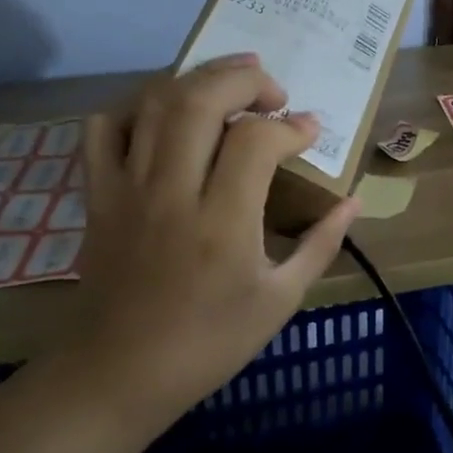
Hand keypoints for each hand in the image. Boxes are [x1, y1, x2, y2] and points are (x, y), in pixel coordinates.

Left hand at [57, 54, 359, 432]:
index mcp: (223, 224)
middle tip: (273, 92)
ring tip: (230, 83)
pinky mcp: (98, 194)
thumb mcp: (279, 301)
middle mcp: (172, 192)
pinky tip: (167, 116)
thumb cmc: (209, 343)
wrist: (120, 373)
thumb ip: (320, 244)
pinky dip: (137, 106)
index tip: (311, 131)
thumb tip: (354, 201)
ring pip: (155, 103)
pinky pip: (104, 128)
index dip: (291, 126)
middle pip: (200, 100)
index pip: (256, 141)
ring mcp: (127, 188)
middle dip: (244, 79)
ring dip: (198, 79)